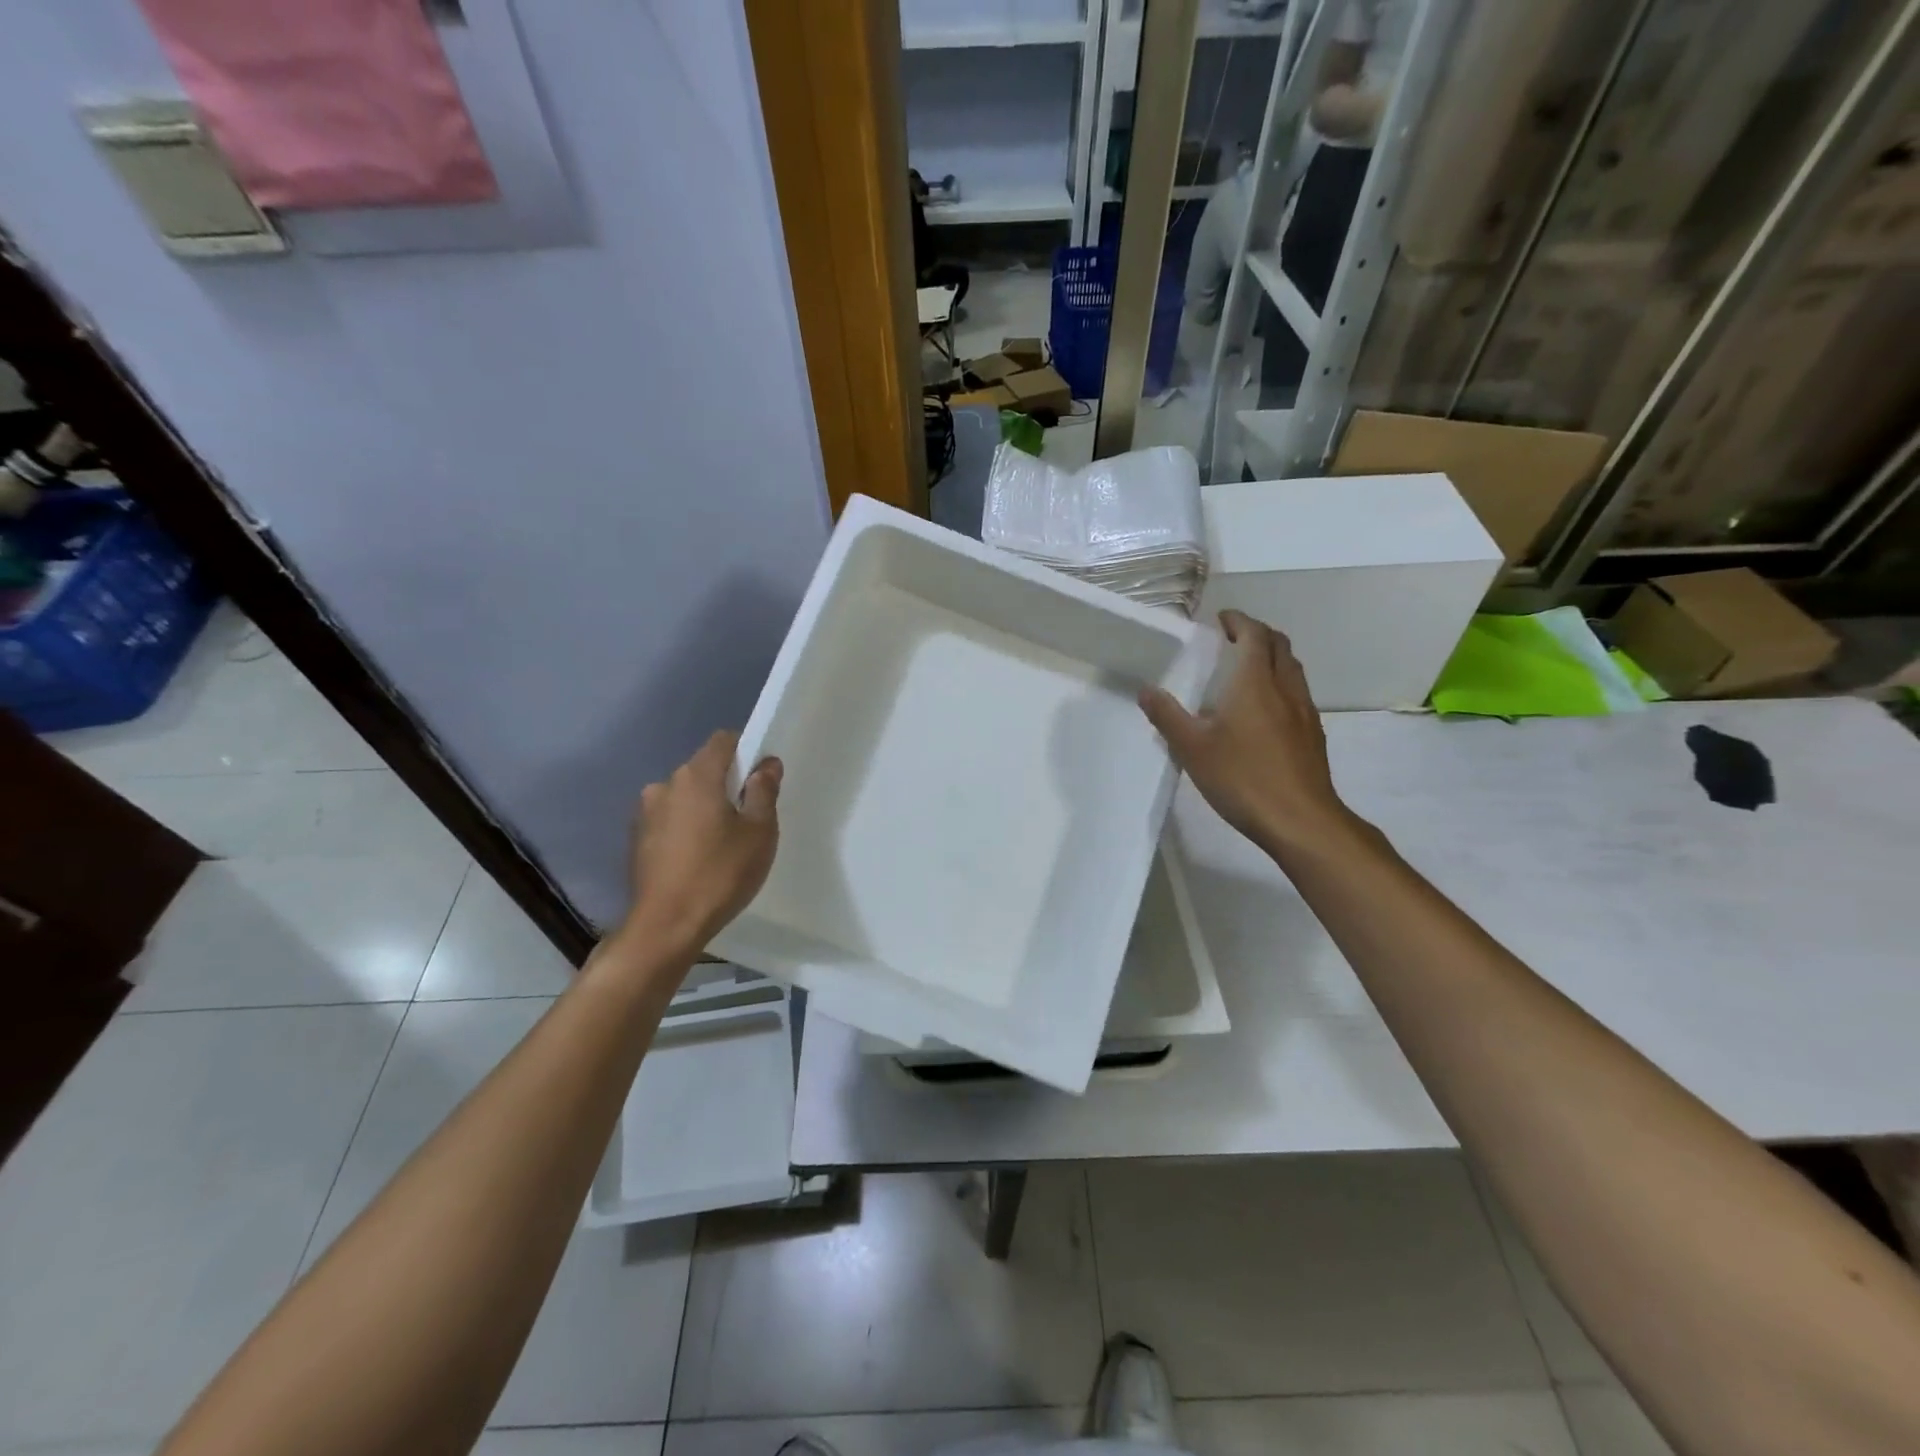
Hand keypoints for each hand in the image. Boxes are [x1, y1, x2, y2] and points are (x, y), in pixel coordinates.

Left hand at [623, 731, 780, 951]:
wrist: (666, 926)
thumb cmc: (720, 873)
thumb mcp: (759, 832)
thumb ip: (763, 791)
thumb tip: (766, 764)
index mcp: (696, 776)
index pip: (723, 740)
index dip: (746, 750)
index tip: (761, 778)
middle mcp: (665, 785)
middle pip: (703, 769)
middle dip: (726, 784)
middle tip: (749, 817)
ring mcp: (645, 812)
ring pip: (685, 796)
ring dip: (704, 808)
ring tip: (722, 843)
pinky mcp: (636, 839)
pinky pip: (670, 819)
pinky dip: (686, 828)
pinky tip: (698, 858)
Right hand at [1140, 610, 1353, 855]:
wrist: (1300, 820)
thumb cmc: (1242, 778)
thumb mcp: (1192, 748)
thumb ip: (1167, 716)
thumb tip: (1146, 690)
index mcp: (1255, 682)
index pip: (1253, 634)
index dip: (1238, 620)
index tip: (1221, 619)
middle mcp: (1285, 688)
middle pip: (1278, 645)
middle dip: (1257, 634)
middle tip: (1232, 639)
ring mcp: (1304, 711)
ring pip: (1292, 669)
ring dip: (1271, 658)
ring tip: (1247, 670)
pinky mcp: (1312, 734)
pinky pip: (1297, 694)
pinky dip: (1280, 684)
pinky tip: (1264, 710)